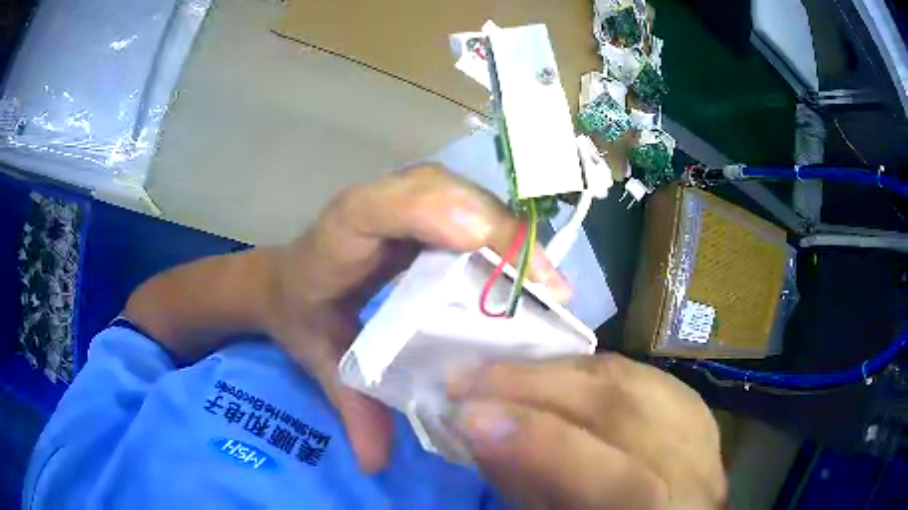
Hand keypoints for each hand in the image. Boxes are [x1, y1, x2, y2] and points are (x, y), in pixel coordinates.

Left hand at [262, 165, 570, 472]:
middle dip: (500, 234)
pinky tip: (526, 274)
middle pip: (442, 192)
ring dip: (510, 234)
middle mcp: (375, 205)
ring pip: (464, 195)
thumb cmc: (302, 313)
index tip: (488, 255)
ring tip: (547, 286)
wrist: (287, 280)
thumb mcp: (321, 359)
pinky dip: (503, 234)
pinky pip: (469, 206)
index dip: (437, 217)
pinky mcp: (424, 205)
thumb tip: (374, 466)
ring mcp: (402, 197)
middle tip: (547, 290)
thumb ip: (349, 407)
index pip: (382, 208)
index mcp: (342, 235)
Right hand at [448, 355, 726, 508]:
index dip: (540, 443)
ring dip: (557, 369)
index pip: (615, 478)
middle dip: (536, 387)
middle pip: (625, 410)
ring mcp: (701, 428)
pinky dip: (589, 368)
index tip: (467, 417)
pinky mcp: (695, 404)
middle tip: (469, 377)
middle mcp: (697, 469)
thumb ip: (531, 488)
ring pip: (633, 379)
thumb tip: (483, 432)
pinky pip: (640, 373)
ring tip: (502, 369)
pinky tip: (554, 369)